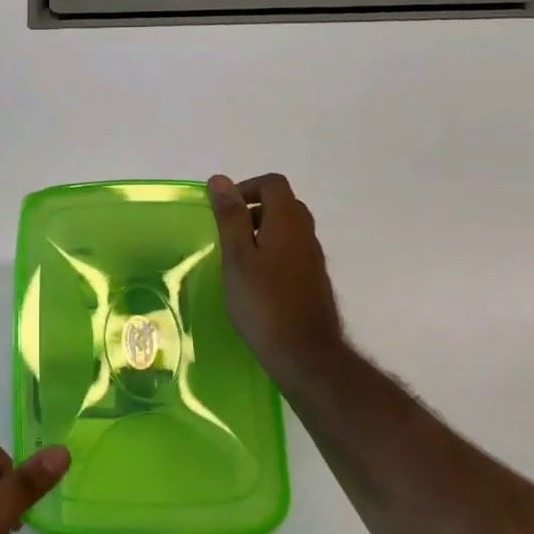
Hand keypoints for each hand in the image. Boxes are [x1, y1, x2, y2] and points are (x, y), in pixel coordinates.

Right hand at [208, 173, 347, 387]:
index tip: (223, 210)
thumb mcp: (237, 256)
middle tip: (227, 234)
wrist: (303, 353)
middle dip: (252, 210)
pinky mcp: (313, 280)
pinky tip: (254, 281)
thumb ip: (230, 217)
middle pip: (282, 204)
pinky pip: (292, 251)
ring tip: (237, 259)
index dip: (246, 188)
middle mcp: (306, 233)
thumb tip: (220, 180)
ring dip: (261, 232)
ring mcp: (313, 258)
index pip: (272, 184)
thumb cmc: (262, 302)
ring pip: (288, 229)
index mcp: (288, 221)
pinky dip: (272, 253)